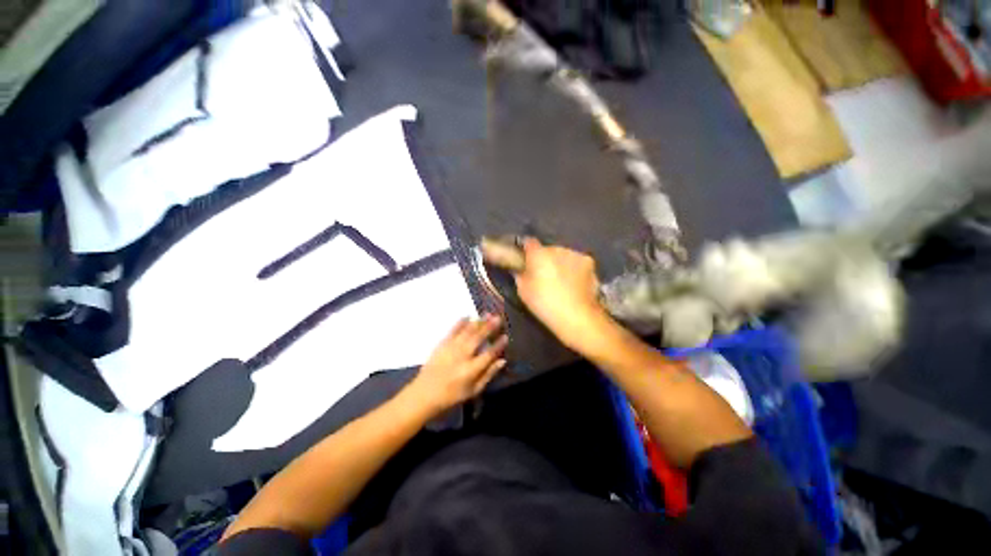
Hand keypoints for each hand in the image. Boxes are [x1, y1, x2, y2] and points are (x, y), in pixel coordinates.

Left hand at [406, 315, 508, 416]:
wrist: (423, 395)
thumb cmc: (451, 396)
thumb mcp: (473, 391)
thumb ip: (488, 375)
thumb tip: (502, 361)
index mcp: (471, 370)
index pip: (488, 354)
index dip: (498, 345)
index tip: (505, 336)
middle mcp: (462, 357)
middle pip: (478, 339)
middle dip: (489, 327)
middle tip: (497, 317)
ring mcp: (450, 349)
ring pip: (466, 332)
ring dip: (477, 322)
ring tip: (486, 314)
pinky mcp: (441, 345)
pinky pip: (452, 331)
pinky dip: (460, 323)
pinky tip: (467, 316)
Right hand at [512, 238, 609, 349]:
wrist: (578, 316)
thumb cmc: (545, 304)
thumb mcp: (523, 292)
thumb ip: (520, 275)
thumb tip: (519, 269)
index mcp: (538, 254)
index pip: (528, 242)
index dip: (526, 250)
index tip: (525, 260)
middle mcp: (557, 249)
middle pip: (547, 250)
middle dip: (544, 259)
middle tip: (543, 275)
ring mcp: (575, 254)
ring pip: (563, 255)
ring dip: (560, 263)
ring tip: (561, 281)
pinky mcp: (589, 262)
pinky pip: (576, 262)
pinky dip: (573, 268)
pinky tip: (574, 283)